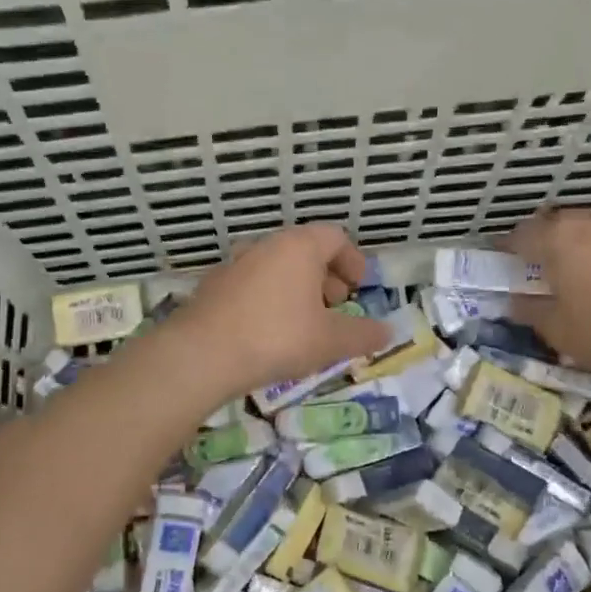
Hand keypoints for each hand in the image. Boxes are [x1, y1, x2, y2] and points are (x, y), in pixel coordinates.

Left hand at [167, 225, 389, 399]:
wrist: (202, 354)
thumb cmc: (277, 338)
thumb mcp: (331, 341)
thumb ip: (363, 334)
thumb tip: (388, 332)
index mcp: (298, 246)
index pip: (335, 237)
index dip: (353, 261)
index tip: (358, 289)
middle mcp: (265, 246)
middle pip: (304, 250)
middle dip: (325, 277)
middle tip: (335, 308)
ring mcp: (234, 264)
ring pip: (275, 268)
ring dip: (295, 289)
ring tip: (303, 324)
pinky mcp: (212, 287)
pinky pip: (251, 286)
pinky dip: (268, 300)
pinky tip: (267, 333)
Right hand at [506, 206, 590, 369]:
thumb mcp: (557, 328)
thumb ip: (530, 311)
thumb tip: (514, 302)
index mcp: (553, 238)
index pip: (517, 237)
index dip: (503, 252)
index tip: (498, 269)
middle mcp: (581, 223)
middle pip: (548, 226)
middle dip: (535, 244)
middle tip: (528, 271)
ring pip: (577, 231)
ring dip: (565, 247)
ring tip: (561, 275)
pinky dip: (590, 254)